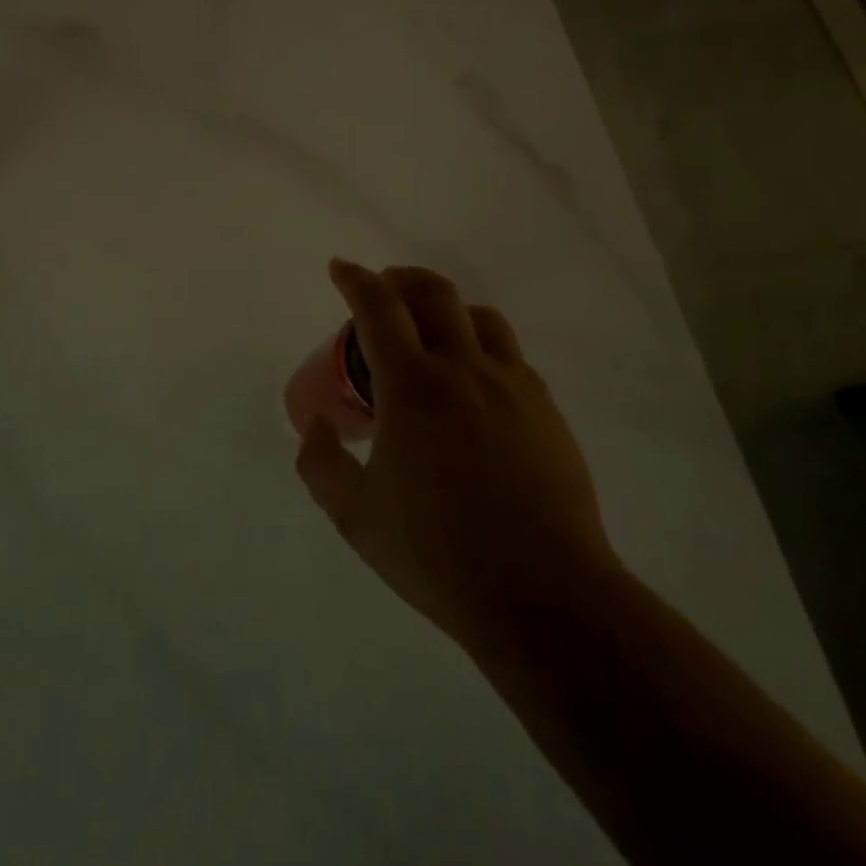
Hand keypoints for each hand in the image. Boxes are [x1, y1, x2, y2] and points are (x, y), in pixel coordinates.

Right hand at [294, 261, 620, 657]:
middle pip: (434, 294)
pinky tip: (474, 383)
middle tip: (382, 289)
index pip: (378, 309)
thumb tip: (318, 428)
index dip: (356, 280)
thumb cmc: (439, 554)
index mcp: (413, 388)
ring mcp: (512, 386)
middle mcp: (464, 370)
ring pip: (479, 317)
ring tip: (429, 331)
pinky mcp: (546, 410)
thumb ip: (322, 465)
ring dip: (446, 308)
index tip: (340, 269)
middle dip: (401, 279)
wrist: (545, 597)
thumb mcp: (356, 517)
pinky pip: (510, 355)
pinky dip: (481, 345)